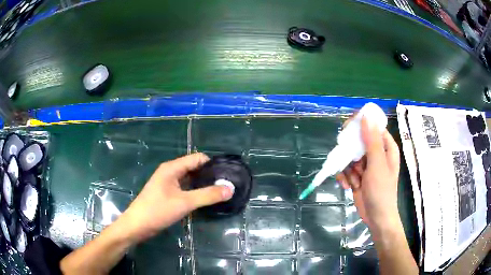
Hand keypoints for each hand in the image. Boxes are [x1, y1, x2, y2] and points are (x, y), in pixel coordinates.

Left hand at [119, 153, 233, 242]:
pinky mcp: (167, 194)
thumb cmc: (158, 211)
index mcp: (172, 168)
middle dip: (210, 175)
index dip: (213, 164)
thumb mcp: (184, 203)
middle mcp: (170, 172)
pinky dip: (196, 192)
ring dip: (203, 185)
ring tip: (220, 193)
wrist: (137, 226)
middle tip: (227, 186)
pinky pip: (185, 188)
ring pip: (190, 179)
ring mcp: (168, 183)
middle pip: (194, 168)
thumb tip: (230, 189)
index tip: (228, 175)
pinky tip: (205, 200)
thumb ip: (207, 195)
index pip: (198, 158)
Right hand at [336, 117, 400, 235]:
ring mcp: (366, 165)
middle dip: (350, 152)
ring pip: (349, 156)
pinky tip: (348, 186)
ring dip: (347, 168)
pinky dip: (344, 177)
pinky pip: (346, 169)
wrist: (376, 217)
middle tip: (345, 158)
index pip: (372, 127)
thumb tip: (366, 116)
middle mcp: (376, 153)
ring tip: (352, 181)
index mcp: (386, 147)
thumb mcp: (377, 165)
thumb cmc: (382, 191)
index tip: (346, 129)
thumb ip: (372, 141)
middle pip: (358, 141)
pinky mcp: (357, 175)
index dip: (360, 125)